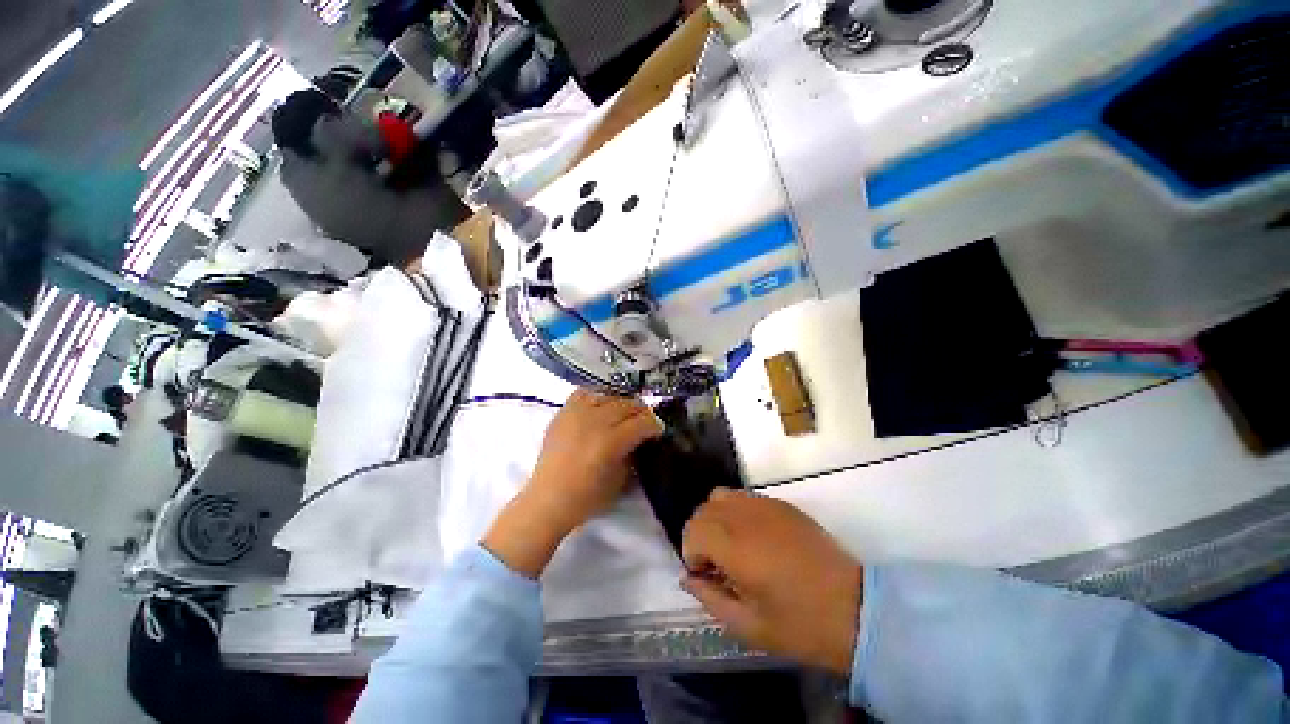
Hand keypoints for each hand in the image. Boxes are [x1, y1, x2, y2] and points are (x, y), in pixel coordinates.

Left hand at [483, 390, 662, 577]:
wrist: (547, 499)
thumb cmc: (586, 498)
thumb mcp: (620, 480)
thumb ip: (633, 454)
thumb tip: (640, 439)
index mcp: (611, 441)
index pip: (643, 422)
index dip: (655, 425)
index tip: (657, 431)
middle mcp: (595, 421)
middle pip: (628, 404)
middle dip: (641, 412)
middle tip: (643, 422)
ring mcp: (576, 414)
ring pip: (609, 395)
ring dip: (621, 403)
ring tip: (623, 413)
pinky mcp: (563, 413)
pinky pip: (584, 393)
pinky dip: (597, 396)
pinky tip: (600, 406)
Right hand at [681, 490, 862, 675]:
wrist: (856, 609)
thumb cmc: (800, 625)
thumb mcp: (748, 627)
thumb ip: (710, 598)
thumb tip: (688, 578)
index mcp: (736, 547)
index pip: (693, 530)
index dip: (692, 554)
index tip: (707, 576)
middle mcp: (746, 517)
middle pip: (703, 510)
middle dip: (701, 536)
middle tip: (718, 565)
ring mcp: (766, 505)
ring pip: (721, 497)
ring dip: (717, 519)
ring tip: (733, 547)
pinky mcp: (782, 504)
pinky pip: (745, 497)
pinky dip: (737, 512)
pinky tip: (756, 538)